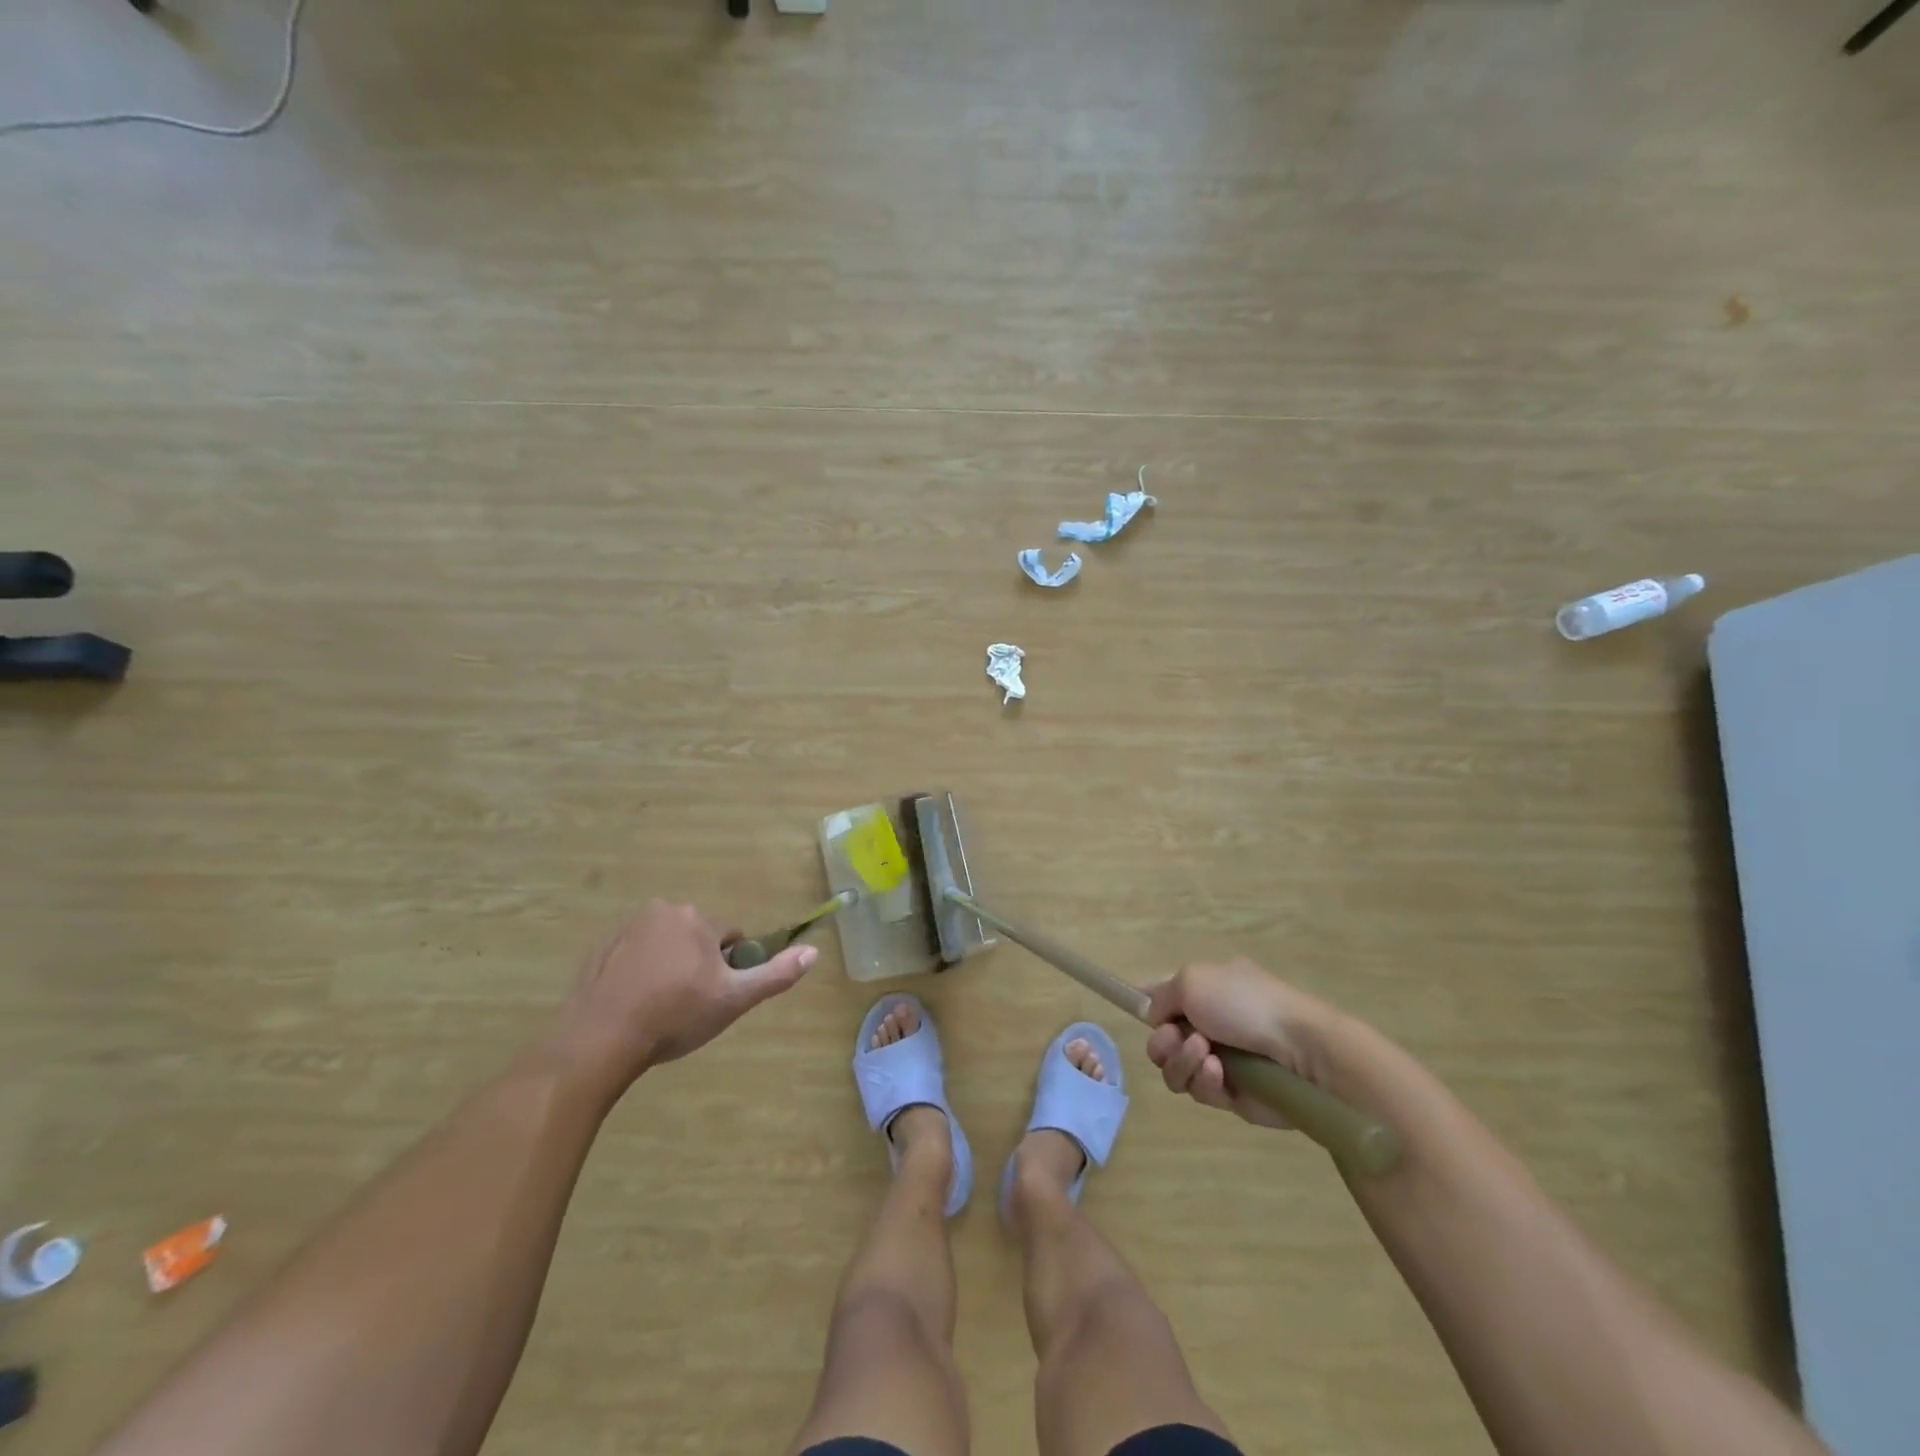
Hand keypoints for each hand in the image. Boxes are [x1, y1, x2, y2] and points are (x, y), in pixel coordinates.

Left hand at [553, 900, 815, 1095]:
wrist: (599, 1040)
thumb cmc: (674, 1017)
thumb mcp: (733, 1000)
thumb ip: (775, 974)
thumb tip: (814, 952)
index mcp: (698, 919)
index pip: (730, 937)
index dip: (729, 968)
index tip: (715, 996)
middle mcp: (663, 910)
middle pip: (697, 936)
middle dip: (699, 963)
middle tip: (689, 1004)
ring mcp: (627, 928)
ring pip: (666, 943)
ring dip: (669, 965)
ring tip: (660, 1006)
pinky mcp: (600, 948)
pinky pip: (634, 954)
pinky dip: (639, 971)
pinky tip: (635, 1003)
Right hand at [1143, 958, 1337, 1130]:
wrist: (1299, 1049)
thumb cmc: (1244, 1003)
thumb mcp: (1192, 979)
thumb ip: (1161, 996)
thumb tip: (1156, 1016)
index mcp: (1202, 989)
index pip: (1161, 994)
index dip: (1145, 1004)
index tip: (1139, 1014)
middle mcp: (1207, 1023)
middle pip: (1161, 1039)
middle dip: (1163, 1042)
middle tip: (1178, 1039)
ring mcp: (1218, 1059)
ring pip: (1174, 1068)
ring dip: (1183, 1061)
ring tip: (1207, 1056)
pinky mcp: (1230, 1094)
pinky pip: (1198, 1091)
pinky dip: (1204, 1081)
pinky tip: (1221, 1074)